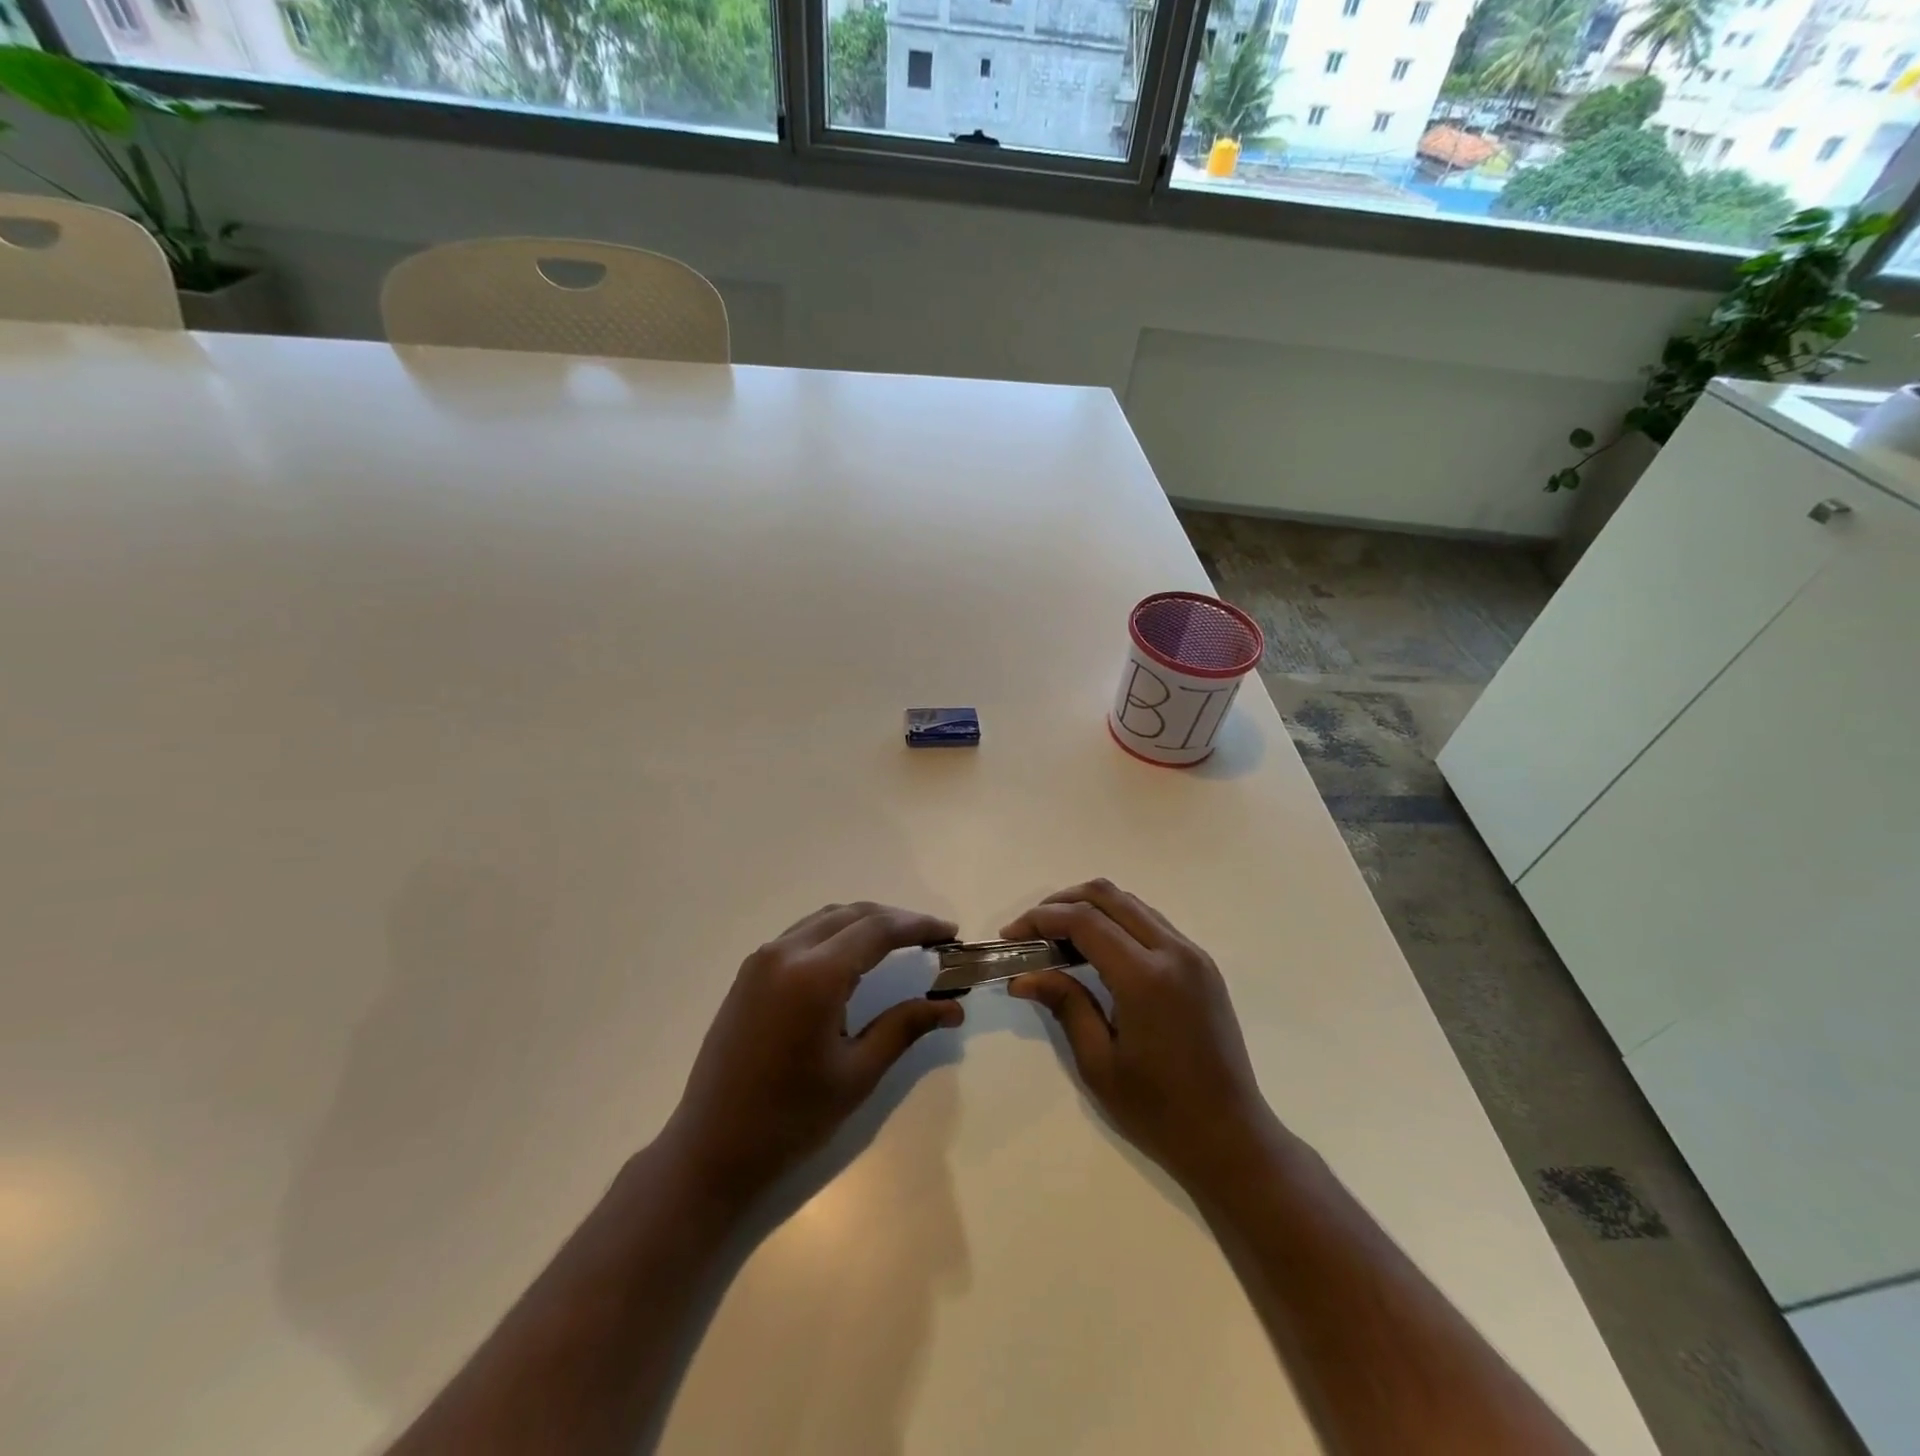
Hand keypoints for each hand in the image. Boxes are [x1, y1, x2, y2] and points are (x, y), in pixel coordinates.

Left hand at [660, 902, 963, 1206]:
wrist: (710, 1148)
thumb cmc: (790, 1118)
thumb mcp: (857, 1074)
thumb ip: (904, 1027)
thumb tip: (953, 1007)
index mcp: (814, 975)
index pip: (878, 930)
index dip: (919, 926)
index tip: (950, 933)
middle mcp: (786, 952)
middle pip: (853, 914)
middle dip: (896, 920)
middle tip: (931, 937)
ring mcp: (762, 959)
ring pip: (825, 918)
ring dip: (865, 922)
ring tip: (899, 942)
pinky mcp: (749, 972)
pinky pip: (802, 933)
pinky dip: (836, 933)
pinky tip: (853, 956)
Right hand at [1003, 880, 1280, 1190]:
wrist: (1231, 1137)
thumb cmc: (1159, 1111)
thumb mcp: (1098, 1063)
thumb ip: (1064, 1005)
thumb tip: (1022, 976)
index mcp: (1145, 978)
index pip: (1084, 920)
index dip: (1040, 919)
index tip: (1011, 936)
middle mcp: (1173, 952)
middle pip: (1108, 896)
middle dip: (1061, 902)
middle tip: (1031, 930)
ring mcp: (1193, 955)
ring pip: (1131, 903)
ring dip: (1090, 908)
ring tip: (1057, 938)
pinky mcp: (1202, 965)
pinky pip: (1151, 922)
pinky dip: (1117, 921)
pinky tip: (1096, 949)